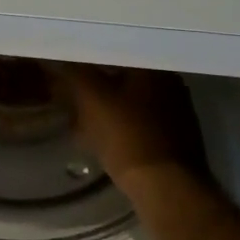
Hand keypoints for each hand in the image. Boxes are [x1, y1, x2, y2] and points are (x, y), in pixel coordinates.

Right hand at [48, 65, 209, 188]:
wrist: (166, 187)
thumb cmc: (128, 136)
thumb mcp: (92, 99)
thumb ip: (75, 72)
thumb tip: (60, 58)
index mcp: (153, 67)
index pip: (115, 52)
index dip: (89, 60)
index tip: (70, 70)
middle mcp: (171, 83)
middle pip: (125, 77)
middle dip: (98, 86)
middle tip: (73, 97)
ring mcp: (178, 111)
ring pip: (133, 101)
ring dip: (109, 108)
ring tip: (83, 122)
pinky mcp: (178, 138)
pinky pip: (142, 124)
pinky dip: (123, 127)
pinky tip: (106, 141)